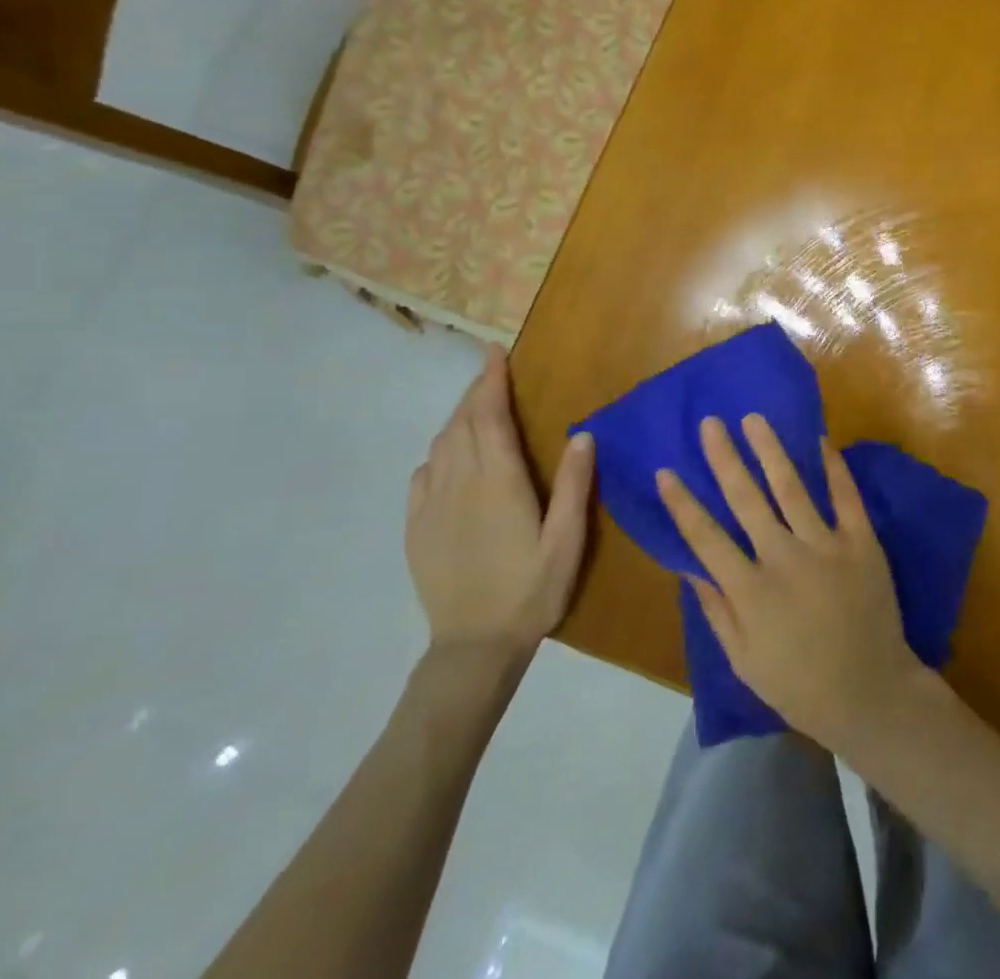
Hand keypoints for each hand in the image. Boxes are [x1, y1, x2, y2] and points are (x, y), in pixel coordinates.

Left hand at [407, 347, 593, 661]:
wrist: (473, 647)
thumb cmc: (531, 590)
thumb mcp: (567, 540)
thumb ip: (575, 485)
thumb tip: (582, 433)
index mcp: (498, 482)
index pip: (489, 417)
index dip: (490, 381)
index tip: (493, 352)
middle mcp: (459, 484)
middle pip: (461, 424)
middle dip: (475, 393)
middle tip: (491, 374)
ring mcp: (431, 506)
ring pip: (440, 445)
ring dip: (457, 419)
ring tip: (476, 410)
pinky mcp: (416, 528)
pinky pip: (422, 475)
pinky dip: (437, 453)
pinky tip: (448, 458)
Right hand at [657, 415, 925, 754]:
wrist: (871, 692)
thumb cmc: (800, 684)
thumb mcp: (744, 661)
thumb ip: (716, 611)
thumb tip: (689, 567)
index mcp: (751, 592)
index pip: (706, 538)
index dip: (683, 504)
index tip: (666, 471)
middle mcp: (785, 559)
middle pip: (746, 499)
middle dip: (724, 458)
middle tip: (710, 423)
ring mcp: (826, 546)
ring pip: (792, 487)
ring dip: (770, 450)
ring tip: (754, 419)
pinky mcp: (862, 542)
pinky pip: (846, 496)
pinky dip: (833, 467)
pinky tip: (820, 440)